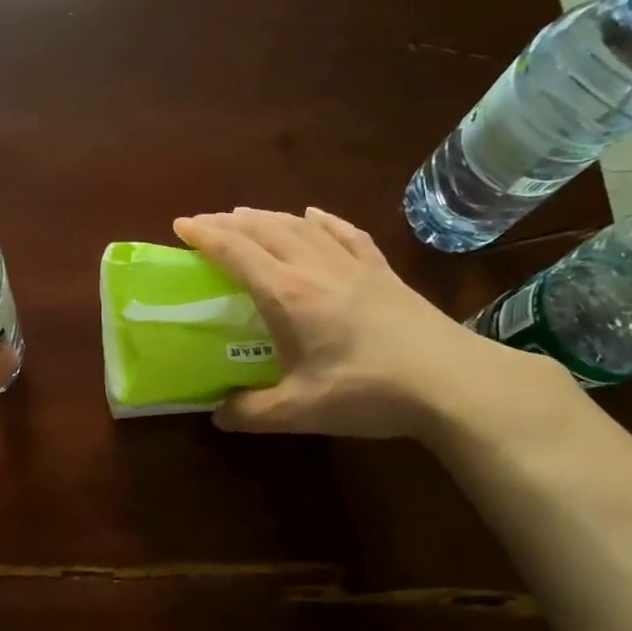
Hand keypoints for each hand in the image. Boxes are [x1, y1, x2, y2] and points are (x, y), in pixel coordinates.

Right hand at [174, 206, 532, 439]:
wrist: (450, 381)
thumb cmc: (367, 391)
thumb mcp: (299, 410)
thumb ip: (251, 412)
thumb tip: (219, 415)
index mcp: (288, 294)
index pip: (236, 251)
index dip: (205, 235)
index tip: (181, 224)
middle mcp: (315, 267)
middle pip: (265, 229)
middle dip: (230, 221)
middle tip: (206, 223)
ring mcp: (353, 264)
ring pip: (301, 225)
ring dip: (268, 216)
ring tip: (247, 216)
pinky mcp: (382, 271)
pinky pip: (345, 232)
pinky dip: (321, 220)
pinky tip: (313, 214)